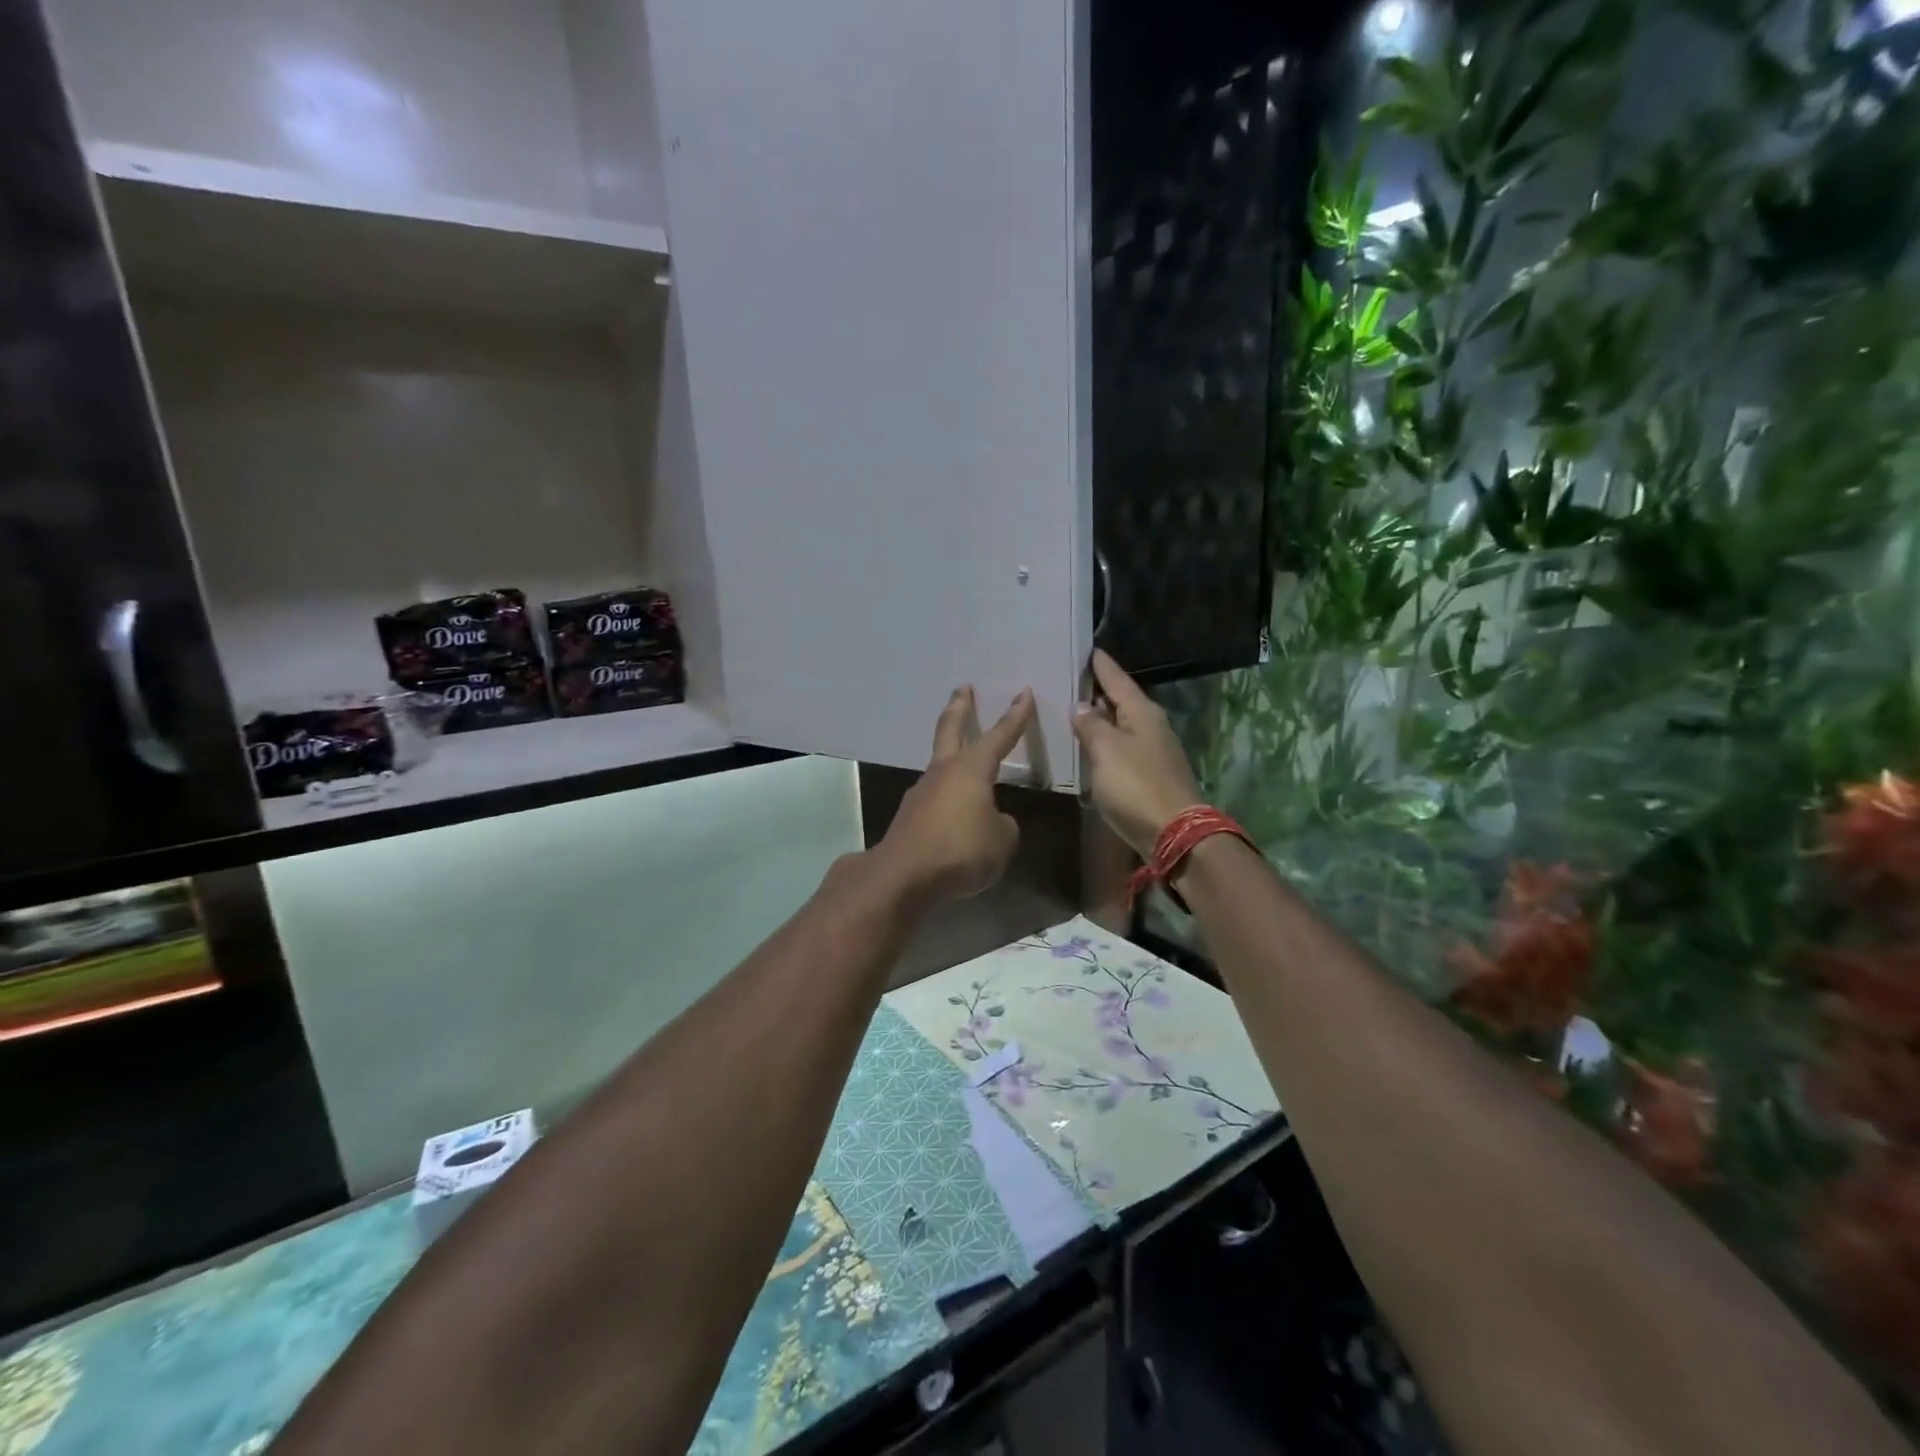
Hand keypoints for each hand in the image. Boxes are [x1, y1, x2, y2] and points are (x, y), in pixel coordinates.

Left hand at [878, 686, 1035, 900]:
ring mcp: (922, 792)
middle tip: (963, 688)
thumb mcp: (1002, 840)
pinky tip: (955, 817)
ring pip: (940, 766)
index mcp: (972, 769)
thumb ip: (1003, 825)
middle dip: (959, 707)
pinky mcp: (910, 817)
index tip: (1024, 693)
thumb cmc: (961, 849)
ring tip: (966, 765)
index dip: (1015, 716)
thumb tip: (993, 821)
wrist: (905, 875)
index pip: (1000, 736)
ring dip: (951, 757)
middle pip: (950, 729)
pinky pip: (935, 799)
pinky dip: (947, 798)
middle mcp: (944, 772)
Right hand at [1072, 649, 1203, 857]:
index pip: (1117, 678)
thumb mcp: (1106, 751)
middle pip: (1120, 701)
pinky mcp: (1148, 777)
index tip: (1087, 649)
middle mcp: (1150, 727)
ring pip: (1120, 727)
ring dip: (1098, 720)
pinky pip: (1120, 750)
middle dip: (1096, 692)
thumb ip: (1091, 726)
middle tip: (1067, 680)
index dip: (1100, 665)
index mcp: (1142, 712)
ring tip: (1070, 711)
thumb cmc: (1137, 785)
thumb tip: (1081, 705)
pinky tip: (1086, 748)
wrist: (1174, 834)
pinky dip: (1103, 745)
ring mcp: (1151, 753)